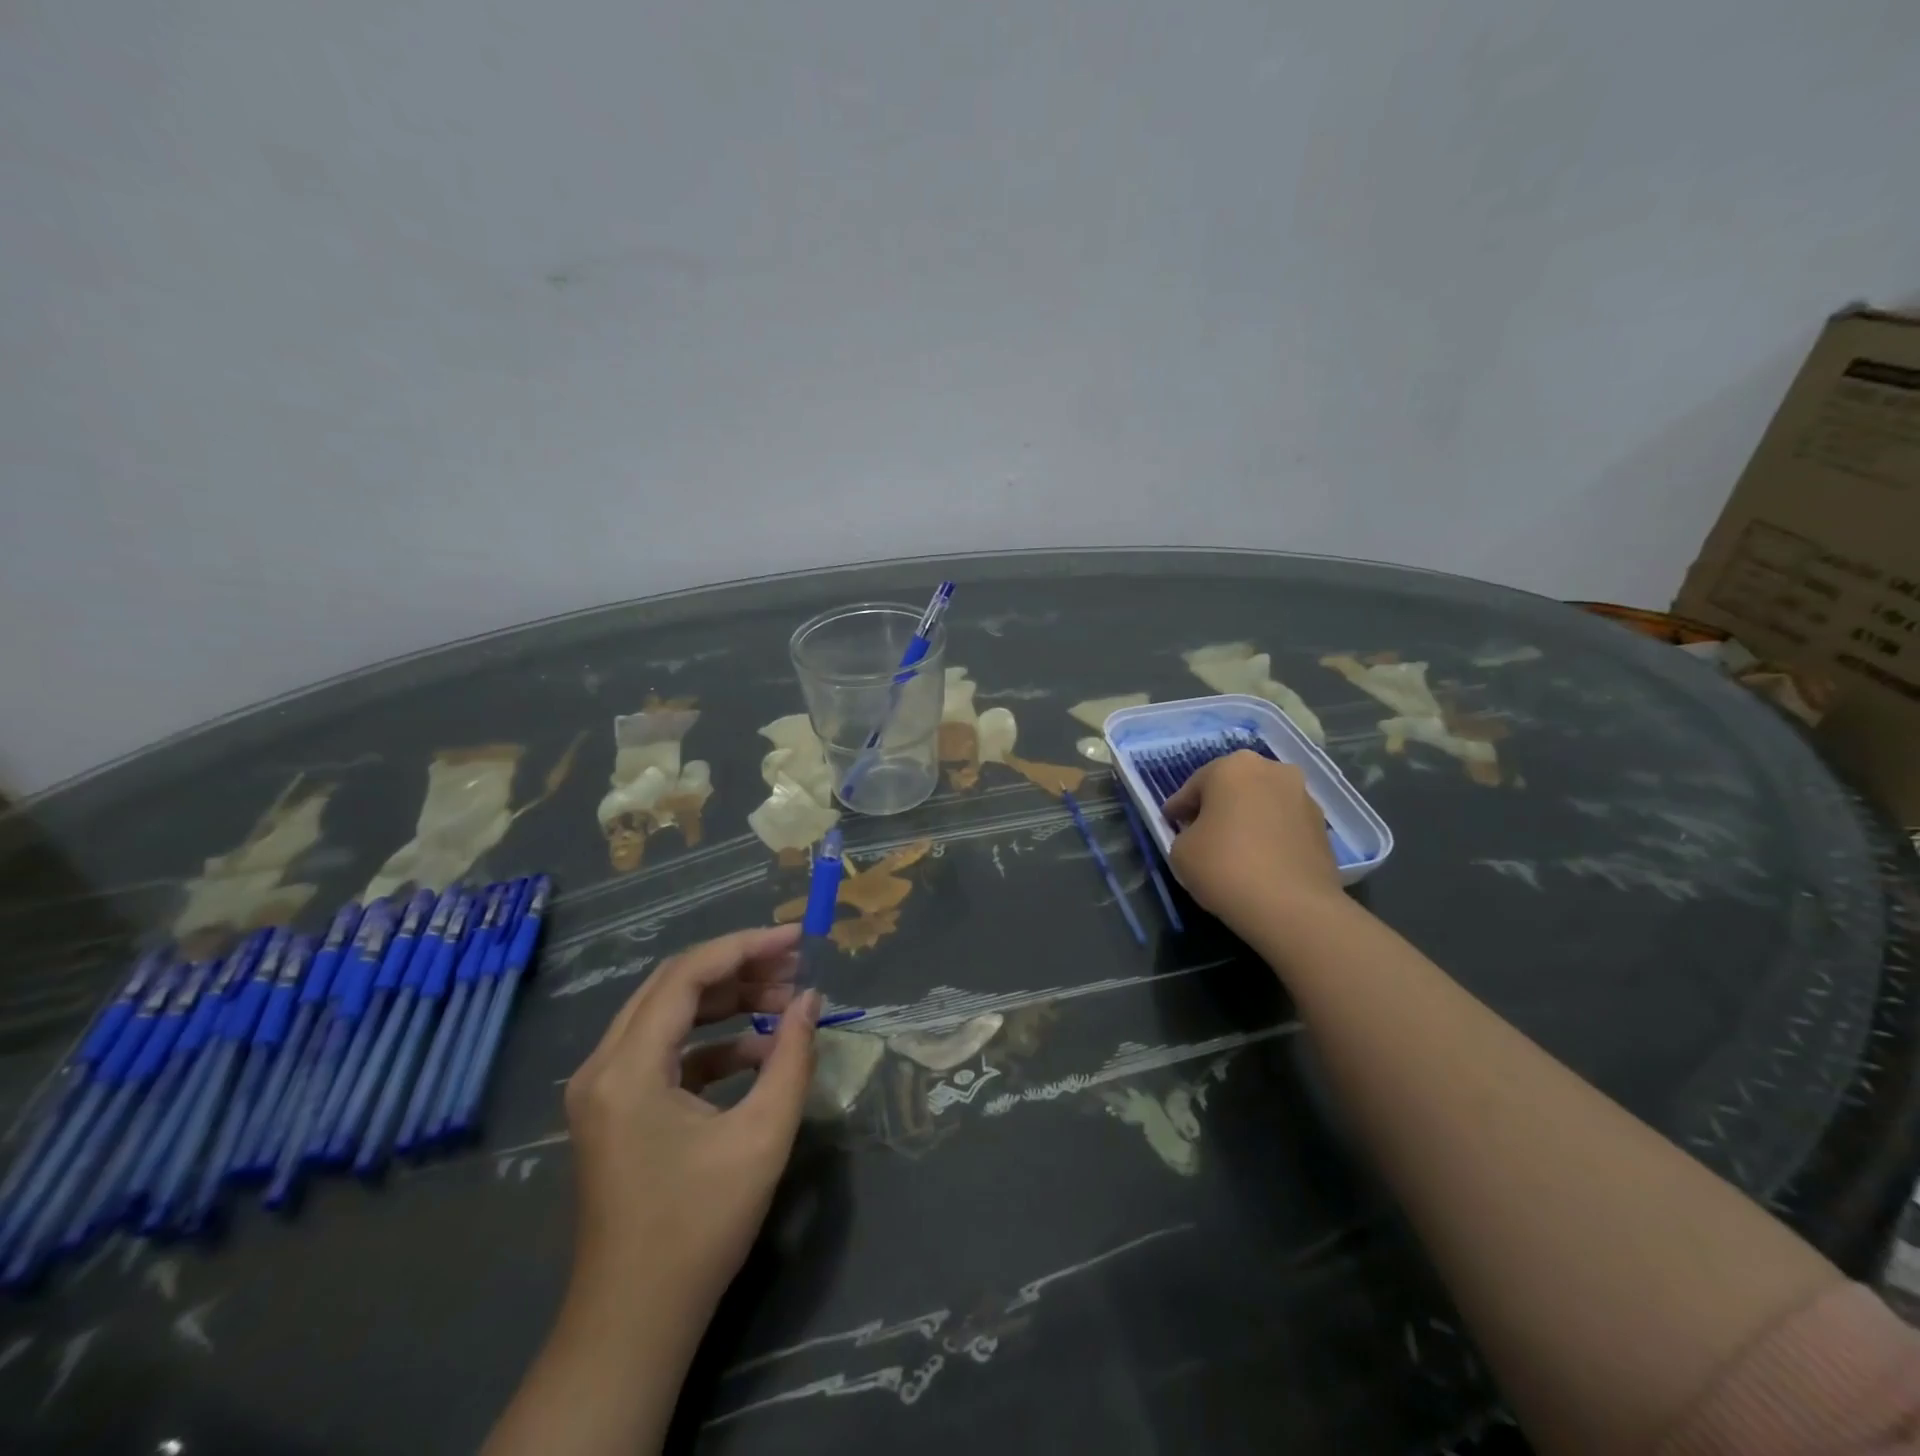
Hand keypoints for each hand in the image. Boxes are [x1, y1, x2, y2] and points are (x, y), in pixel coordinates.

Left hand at [562, 923, 818, 1320]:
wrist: (635, 1323)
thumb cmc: (699, 1228)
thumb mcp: (761, 1137)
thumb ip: (791, 1057)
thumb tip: (811, 999)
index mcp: (628, 1067)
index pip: (687, 974)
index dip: (745, 946)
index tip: (797, 939)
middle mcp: (603, 1065)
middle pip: (673, 985)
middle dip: (738, 968)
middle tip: (795, 968)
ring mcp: (603, 1088)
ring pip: (668, 1014)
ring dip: (726, 1002)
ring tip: (784, 1001)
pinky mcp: (615, 1109)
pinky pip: (665, 1051)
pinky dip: (712, 1042)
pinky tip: (758, 1051)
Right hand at [1163, 751, 1342, 930]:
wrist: (1293, 908)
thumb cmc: (1225, 867)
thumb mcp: (1180, 851)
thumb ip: (1184, 833)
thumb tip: (1199, 834)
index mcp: (1233, 767)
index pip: (1194, 786)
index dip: (1178, 808)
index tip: (1169, 823)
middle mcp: (1272, 770)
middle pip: (1233, 787)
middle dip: (1216, 806)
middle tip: (1200, 832)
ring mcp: (1303, 797)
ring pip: (1262, 804)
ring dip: (1246, 819)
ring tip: (1233, 849)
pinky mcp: (1322, 827)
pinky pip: (1283, 825)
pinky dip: (1269, 836)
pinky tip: (1258, 861)